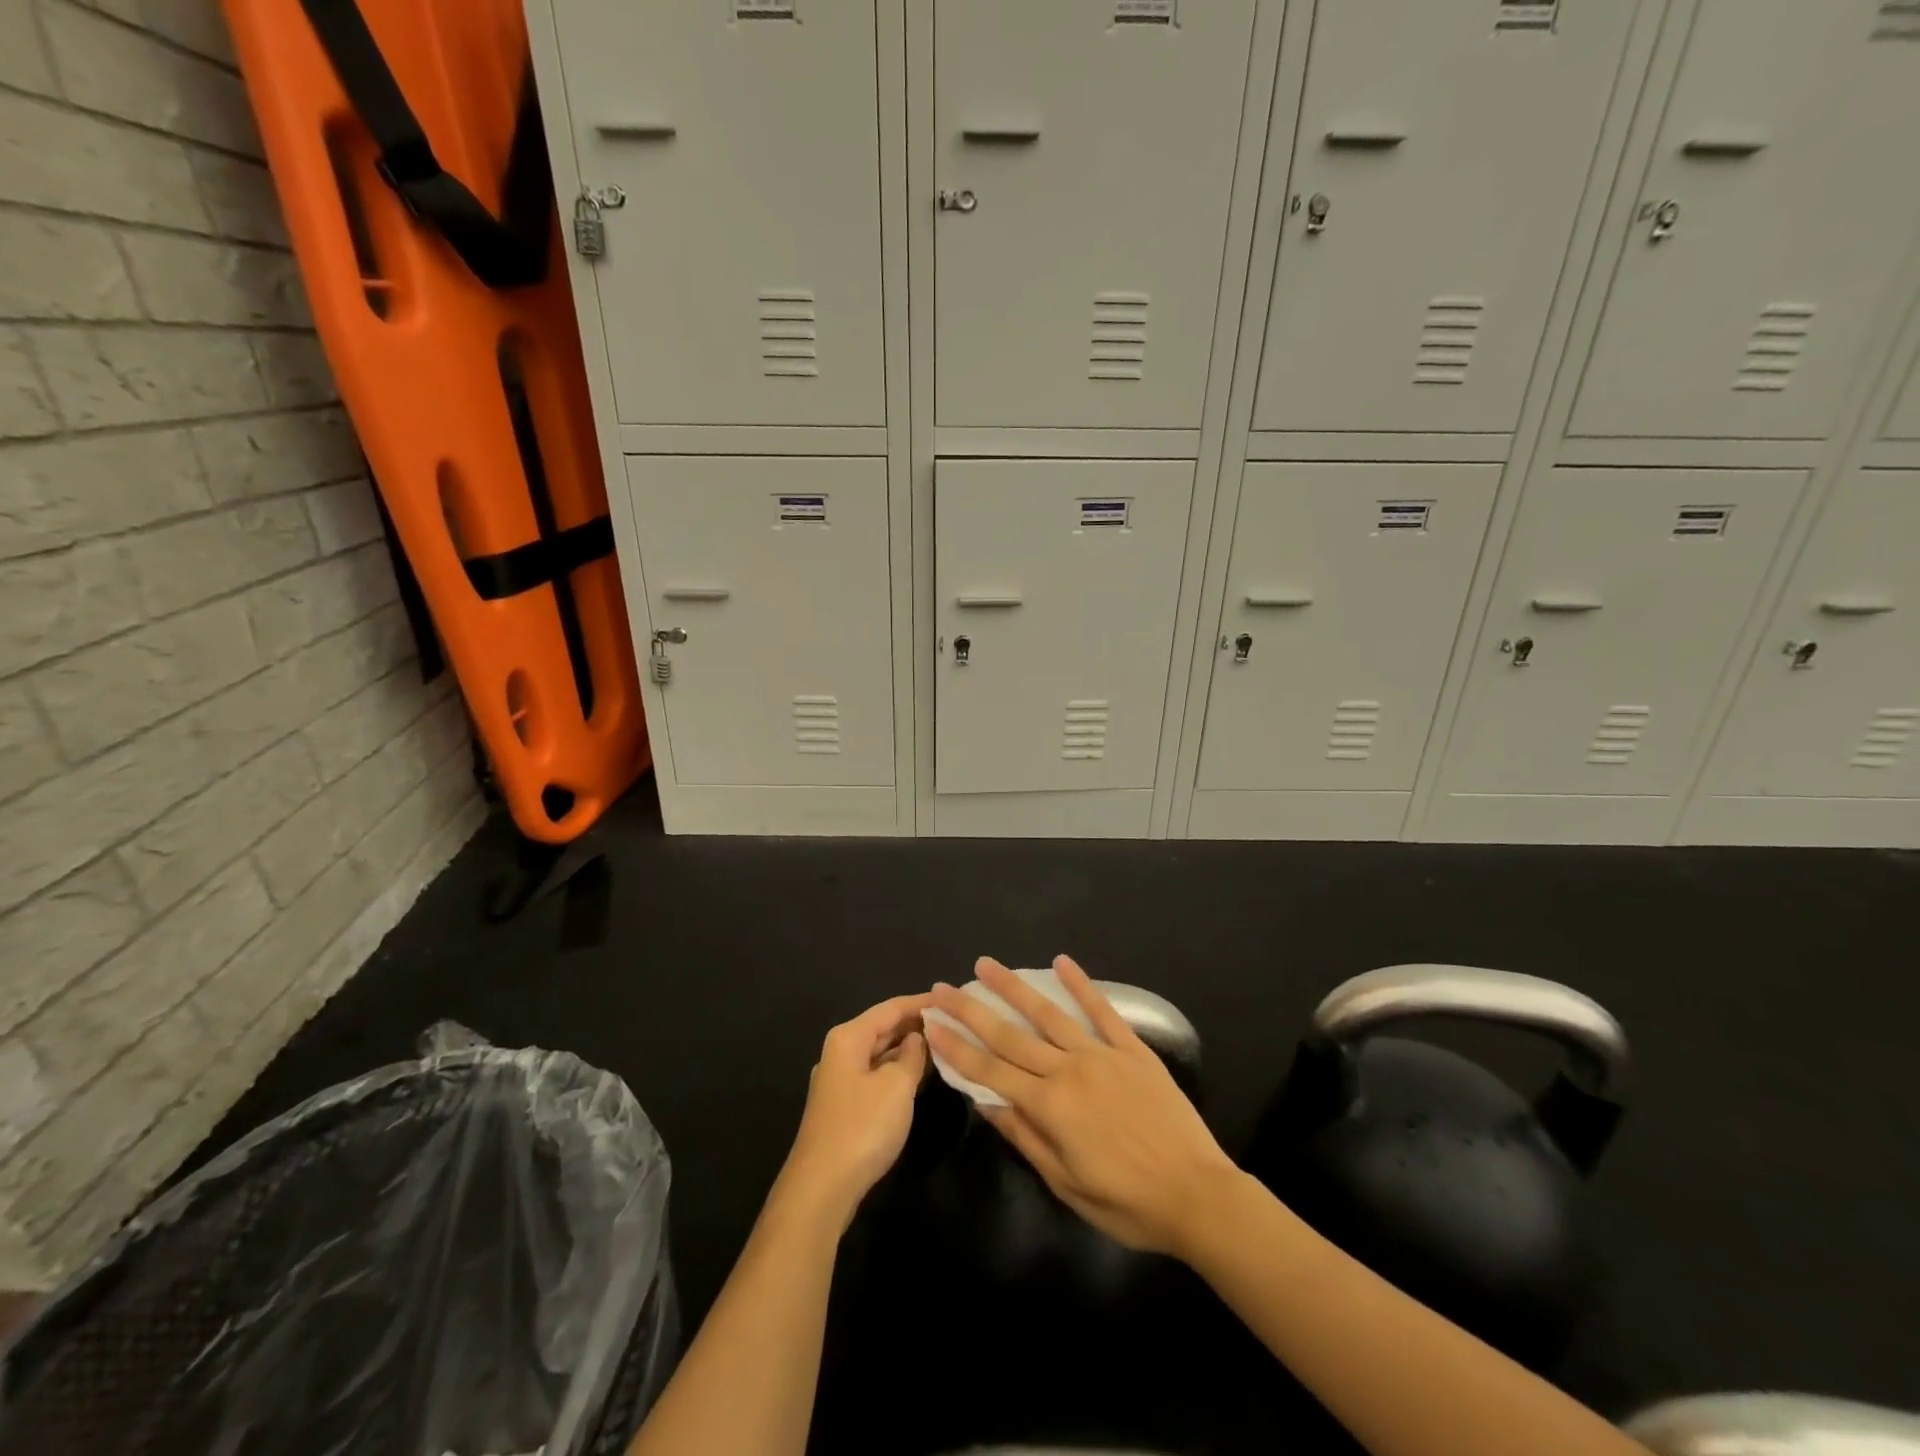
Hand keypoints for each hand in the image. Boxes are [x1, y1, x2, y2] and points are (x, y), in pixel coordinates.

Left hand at [779, 994, 930, 1227]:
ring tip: (944, 1044)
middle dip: (915, 1024)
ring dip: (908, 1049)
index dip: (921, 1003)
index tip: (951, 999)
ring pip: (880, 1053)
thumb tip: (917, 1038)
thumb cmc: (862, 1127)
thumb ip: (912, 1056)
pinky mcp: (844, 1107)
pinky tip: (920, 1075)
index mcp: (848, 1037)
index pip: (891, 1008)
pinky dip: (898, 1071)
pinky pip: (876, 1075)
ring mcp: (840, 1081)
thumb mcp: (897, 1086)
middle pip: (883, 1028)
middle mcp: (840, 1052)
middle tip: (952, 1021)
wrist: (822, 1188)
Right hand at [925, 956, 1238, 1259]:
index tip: (931, 1023)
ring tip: (986, 965)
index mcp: (1049, 1107)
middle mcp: (1069, 1070)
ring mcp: (1101, 1054)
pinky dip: (1081, 984)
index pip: (990, 1070)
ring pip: (1048, 1013)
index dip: (957, 1047)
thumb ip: (1025, 1138)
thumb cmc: (1127, 1203)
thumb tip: (984, 1102)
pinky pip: (1102, 1010)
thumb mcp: (1067, 1185)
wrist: (1198, 1195)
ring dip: (1013, 987)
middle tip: (942, 987)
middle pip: (1010, 1034)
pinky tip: (1061, 961)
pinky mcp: (1132, 1049)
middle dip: (971, 1010)